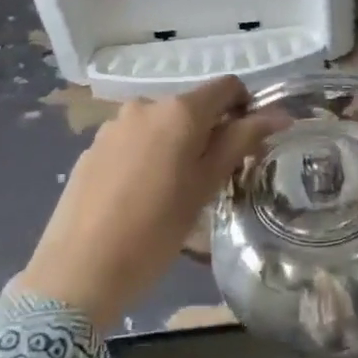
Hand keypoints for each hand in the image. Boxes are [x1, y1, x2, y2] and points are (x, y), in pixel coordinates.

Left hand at [14, 76, 280, 328]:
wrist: (78, 271)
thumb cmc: (156, 230)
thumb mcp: (207, 186)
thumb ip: (241, 141)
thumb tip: (279, 114)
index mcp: (179, 111)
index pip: (227, 86)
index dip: (245, 107)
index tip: (248, 143)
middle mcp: (145, 106)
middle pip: (192, 106)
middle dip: (208, 132)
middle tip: (213, 177)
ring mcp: (113, 126)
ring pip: (161, 125)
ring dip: (176, 145)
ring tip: (173, 192)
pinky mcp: (91, 148)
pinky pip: (132, 141)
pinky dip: (146, 157)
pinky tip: (139, 197)